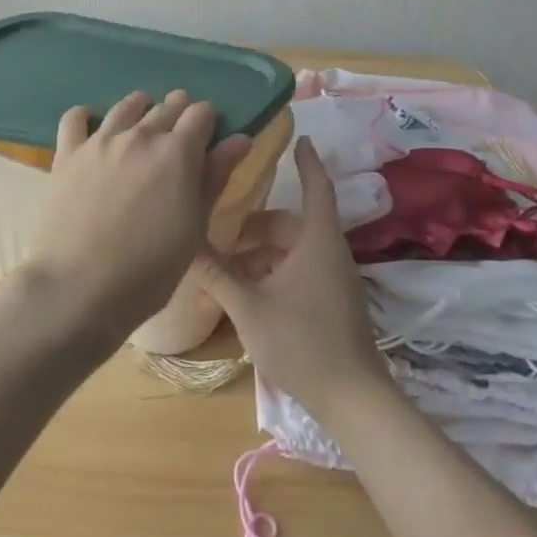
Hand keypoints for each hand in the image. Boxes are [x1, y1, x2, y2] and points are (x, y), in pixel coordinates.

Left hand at [25, 91, 252, 345]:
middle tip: (178, 137)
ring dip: (141, 109)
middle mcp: (140, 136)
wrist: (77, 288)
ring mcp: (100, 141)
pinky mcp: (66, 154)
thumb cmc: (148, 270)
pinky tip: (93, 127)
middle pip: (167, 106)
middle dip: (178, 114)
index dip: (208, 122)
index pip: (201, 114)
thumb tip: (240, 139)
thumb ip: (215, 178)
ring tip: (143, 124)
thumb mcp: (194, 228)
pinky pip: (75, 118)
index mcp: (177, 152)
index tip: (207, 138)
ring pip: (126, 106)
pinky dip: (87, 116)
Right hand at [196, 138, 394, 422]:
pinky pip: (300, 272)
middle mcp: (330, 253)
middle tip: (223, 232)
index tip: (299, 139)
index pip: (316, 188)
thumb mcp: (249, 307)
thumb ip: (216, 275)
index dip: (307, 162)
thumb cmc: (301, 342)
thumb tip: (185, 246)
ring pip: (294, 251)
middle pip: (292, 224)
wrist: (351, 397)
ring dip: (262, 254)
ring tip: (227, 268)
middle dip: (257, 226)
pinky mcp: (333, 302)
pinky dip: (274, 272)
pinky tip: (247, 293)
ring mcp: (335, 280)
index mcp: (317, 242)